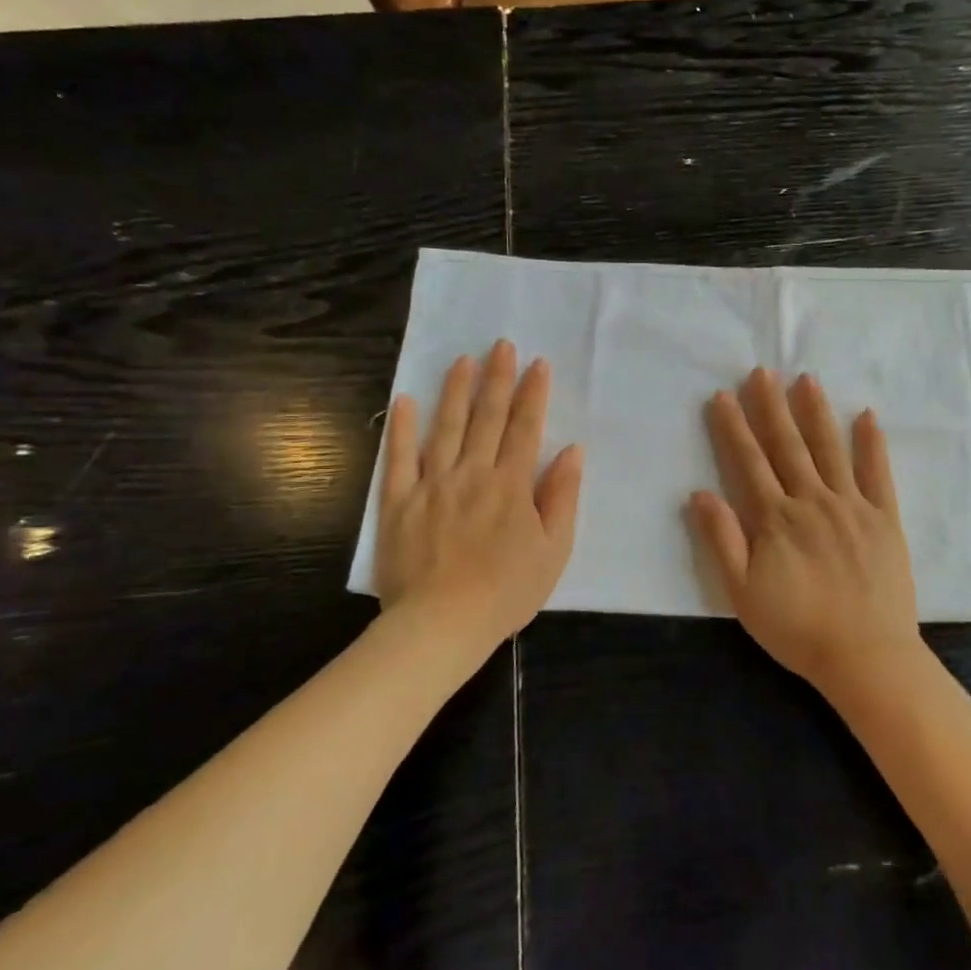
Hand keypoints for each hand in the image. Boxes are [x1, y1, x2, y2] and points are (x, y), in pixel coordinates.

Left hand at [374, 340, 582, 656]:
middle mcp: (472, 473)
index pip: (526, 428)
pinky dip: (401, 428)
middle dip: (497, 379)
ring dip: (455, 391)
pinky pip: (398, 459)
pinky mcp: (397, 502)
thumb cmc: (507, 591)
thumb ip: (562, 497)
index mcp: (511, 485)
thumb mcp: (554, 550)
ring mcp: (432, 485)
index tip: (538, 363)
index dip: (533, 394)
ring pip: (445, 427)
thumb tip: (572, 451)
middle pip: (487, 418)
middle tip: (501, 345)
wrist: (442, 624)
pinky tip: (406, 400)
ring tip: (462, 360)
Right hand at [690, 368, 922, 692]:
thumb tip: (699, 493)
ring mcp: (852, 506)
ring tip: (806, 380)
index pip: (749, 462)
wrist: (865, 656)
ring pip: (830, 449)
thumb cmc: (798, 629)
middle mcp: (812, 501)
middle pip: (788, 446)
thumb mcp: (743, 594)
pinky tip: (867, 416)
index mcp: (776, 519)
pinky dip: (872, 444)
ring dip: (816, 412)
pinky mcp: (885, 519)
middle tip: (762, 371)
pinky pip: (878, 474)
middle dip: (771, 406)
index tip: (723, 395)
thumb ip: (721, 541)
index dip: (734, 427)